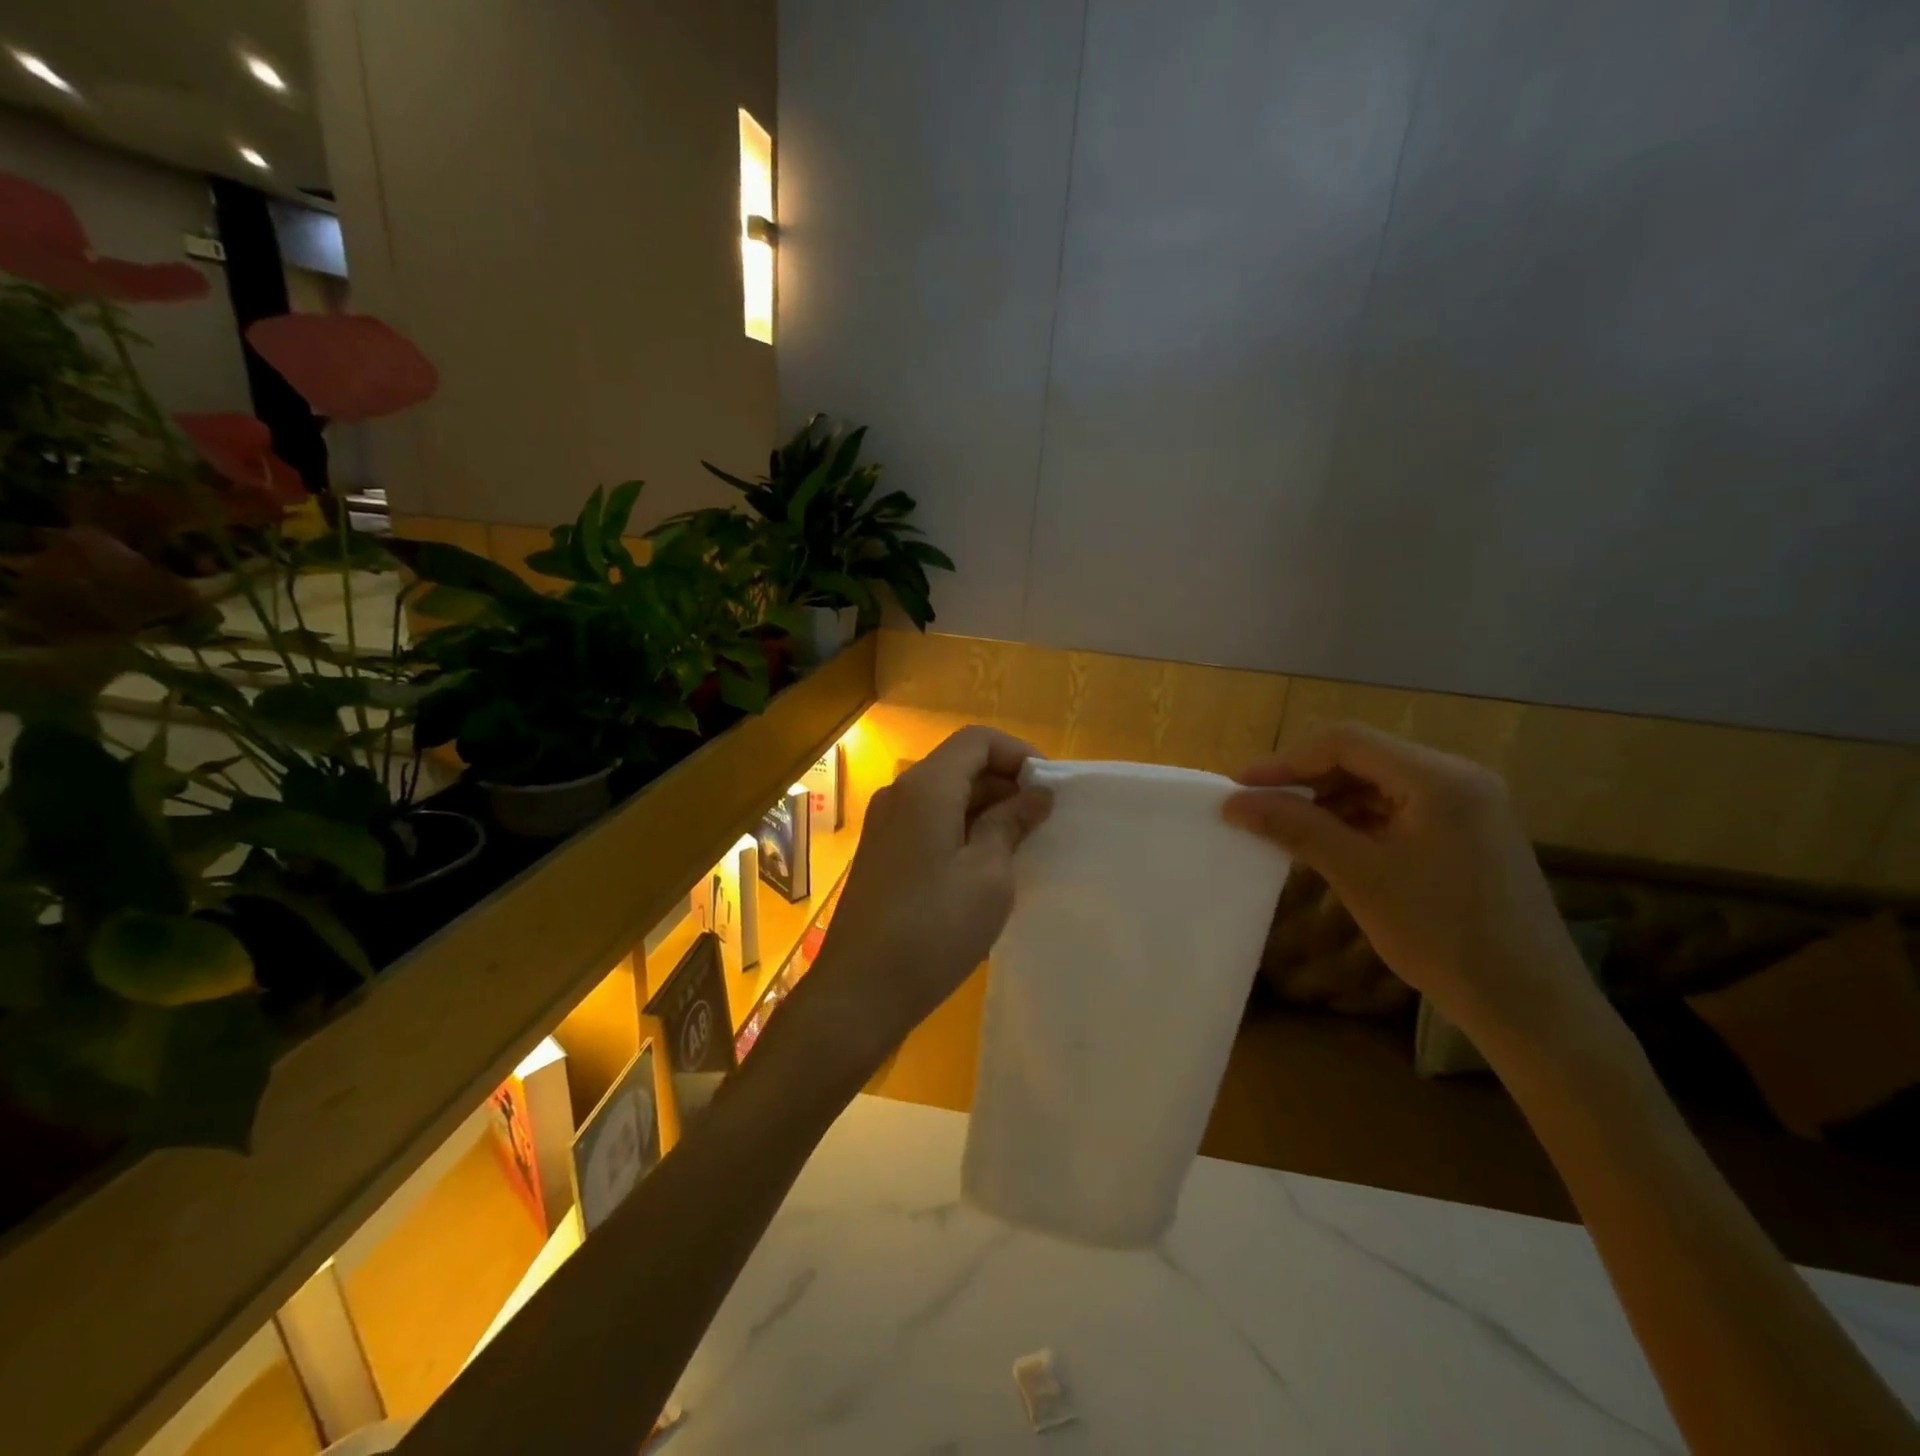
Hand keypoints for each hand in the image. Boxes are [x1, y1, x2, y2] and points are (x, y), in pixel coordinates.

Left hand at [807, 726, 1051, 1068]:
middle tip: (1042, 822)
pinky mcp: (881, 853)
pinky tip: (985, 867)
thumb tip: (1035, 795)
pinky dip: (961, 830)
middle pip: (959, 765)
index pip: (977, 740)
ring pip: (944, 795)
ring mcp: (884, 824)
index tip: (1049, 790)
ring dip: (985, 810)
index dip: (1018, 754)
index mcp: (926, 787)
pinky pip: (928, 822)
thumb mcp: (988, 876)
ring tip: (1021, 847)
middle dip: (1005, 784)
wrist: (860, 990)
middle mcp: (899, 794)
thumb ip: (1011, 825)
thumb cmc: (933, 929)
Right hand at [1223, 723, 1600, 1057]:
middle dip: (1306, 780)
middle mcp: (1458, 778)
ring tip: (1286, 829)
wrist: (1529, 1006)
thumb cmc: (1442, 935)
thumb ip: (1296, 828)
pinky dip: (1357, 820)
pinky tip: (1329, 845)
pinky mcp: (1467, 832)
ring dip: (1328, 801)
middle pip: (1364, 757)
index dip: (1286, 760)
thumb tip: (1234, 803)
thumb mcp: (1360, 876)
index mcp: (1439, 778)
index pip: (1347, 742)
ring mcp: (1467, 806)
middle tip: (1259, 807)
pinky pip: (1398, 809)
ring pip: (1379, 783)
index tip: (1240, 787)